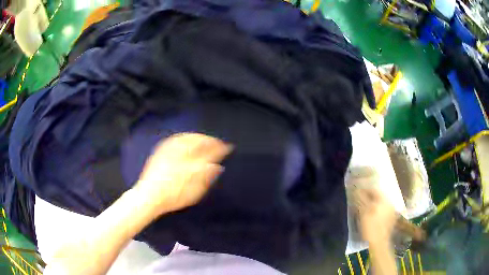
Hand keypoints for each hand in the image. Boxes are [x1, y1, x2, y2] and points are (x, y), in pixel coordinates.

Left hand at [134, 133, 231, 216]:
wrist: (149, 196)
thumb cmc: (173, 197)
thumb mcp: (193, 192)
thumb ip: (205, 178)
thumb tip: (216, 166)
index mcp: (189, 165)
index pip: (208, 153)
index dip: (219, 149)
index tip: (228, 147)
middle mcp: (180, 155)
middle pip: (198, 142)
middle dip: (210, 140)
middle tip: (218, 142)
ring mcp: (169, 152)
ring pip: (187, 138)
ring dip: (198, 136)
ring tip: (205, 138)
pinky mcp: (161, 152)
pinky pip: (175, 139)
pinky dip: (185, 136)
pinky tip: (187, 138)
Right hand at [356, 188, 395, 244]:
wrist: (379, 243)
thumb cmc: (370, 227)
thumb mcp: (363, 213)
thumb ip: (361, 199)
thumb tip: (356, 190)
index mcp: (384, 199)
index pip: (373, 190)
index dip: (364, 190)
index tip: (356, 193)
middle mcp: (390, 203)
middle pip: (378, 196)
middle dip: (369, 197)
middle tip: (359, 201)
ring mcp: (392, 212)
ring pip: (381, 204)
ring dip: (373, 204)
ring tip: (364, 209)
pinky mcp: (391, 220)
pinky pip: (383, 211)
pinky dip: (377, 211)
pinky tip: (371, 217)